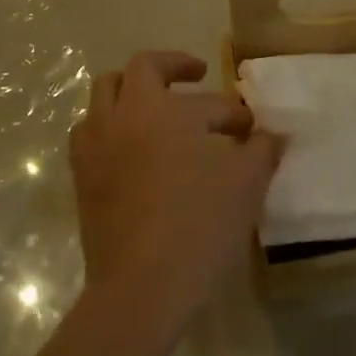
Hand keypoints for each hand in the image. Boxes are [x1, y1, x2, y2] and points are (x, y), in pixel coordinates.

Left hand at [70, 51, 283, 342]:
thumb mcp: (246, 185)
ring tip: (155, 105)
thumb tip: (274, 134)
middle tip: (195, 75)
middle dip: (172, 66)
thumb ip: (262, 151)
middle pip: (141, 69)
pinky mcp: (82, 176)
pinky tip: (130, 147)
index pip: (209, 101)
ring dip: (132, 91)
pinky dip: (110, 127)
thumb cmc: (199, 226)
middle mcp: (124, 115)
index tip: (251, 129)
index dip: (235, 113)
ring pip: (105, 93)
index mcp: (164, 109)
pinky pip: (89, 133)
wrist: (142, 289)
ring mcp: (97, 144)